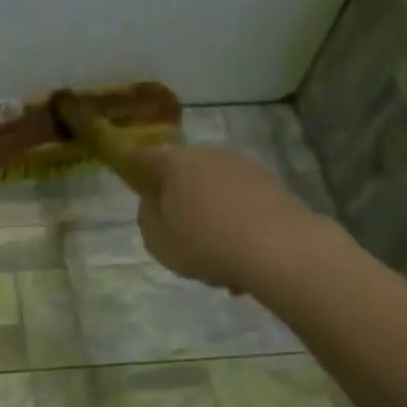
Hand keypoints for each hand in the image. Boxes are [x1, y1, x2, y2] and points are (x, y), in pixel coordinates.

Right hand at [128, 144, 327, 293]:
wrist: (278, 249)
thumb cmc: (205, 244)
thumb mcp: (157, 239)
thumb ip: (148, 215)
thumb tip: (154, 199)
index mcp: (176, 164)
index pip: (145, 156)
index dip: (133, 164)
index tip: (128, 171)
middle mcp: (209, 155)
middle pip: (183, 169)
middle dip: (176, 191)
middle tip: (173, 223)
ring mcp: (244, 166)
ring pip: (213, 186)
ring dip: (207, 208)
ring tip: (210, 247)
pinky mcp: (271, 183)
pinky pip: (238, 200)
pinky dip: (232, 218)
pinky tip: (236, 250)